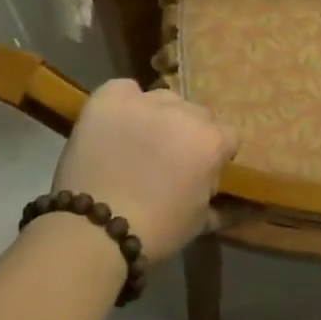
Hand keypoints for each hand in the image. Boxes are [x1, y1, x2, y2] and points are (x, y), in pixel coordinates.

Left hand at [51, 81, 238, 263]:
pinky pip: (125, 89)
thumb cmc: (155, 230)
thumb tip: (226, 195)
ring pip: (163, 100)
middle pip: (196, 114)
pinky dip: (123, 102)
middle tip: (167, 159)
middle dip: (187, 133)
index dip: (213, 155)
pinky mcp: (109, 98)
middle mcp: (184, 112)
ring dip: (157, 117)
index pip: (226, 136)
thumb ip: (217, 198)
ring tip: (137, 141)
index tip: (198, 172)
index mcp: (211, 141)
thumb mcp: (199, 221)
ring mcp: (145, 102)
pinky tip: (116, 124)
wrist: (94, 230)